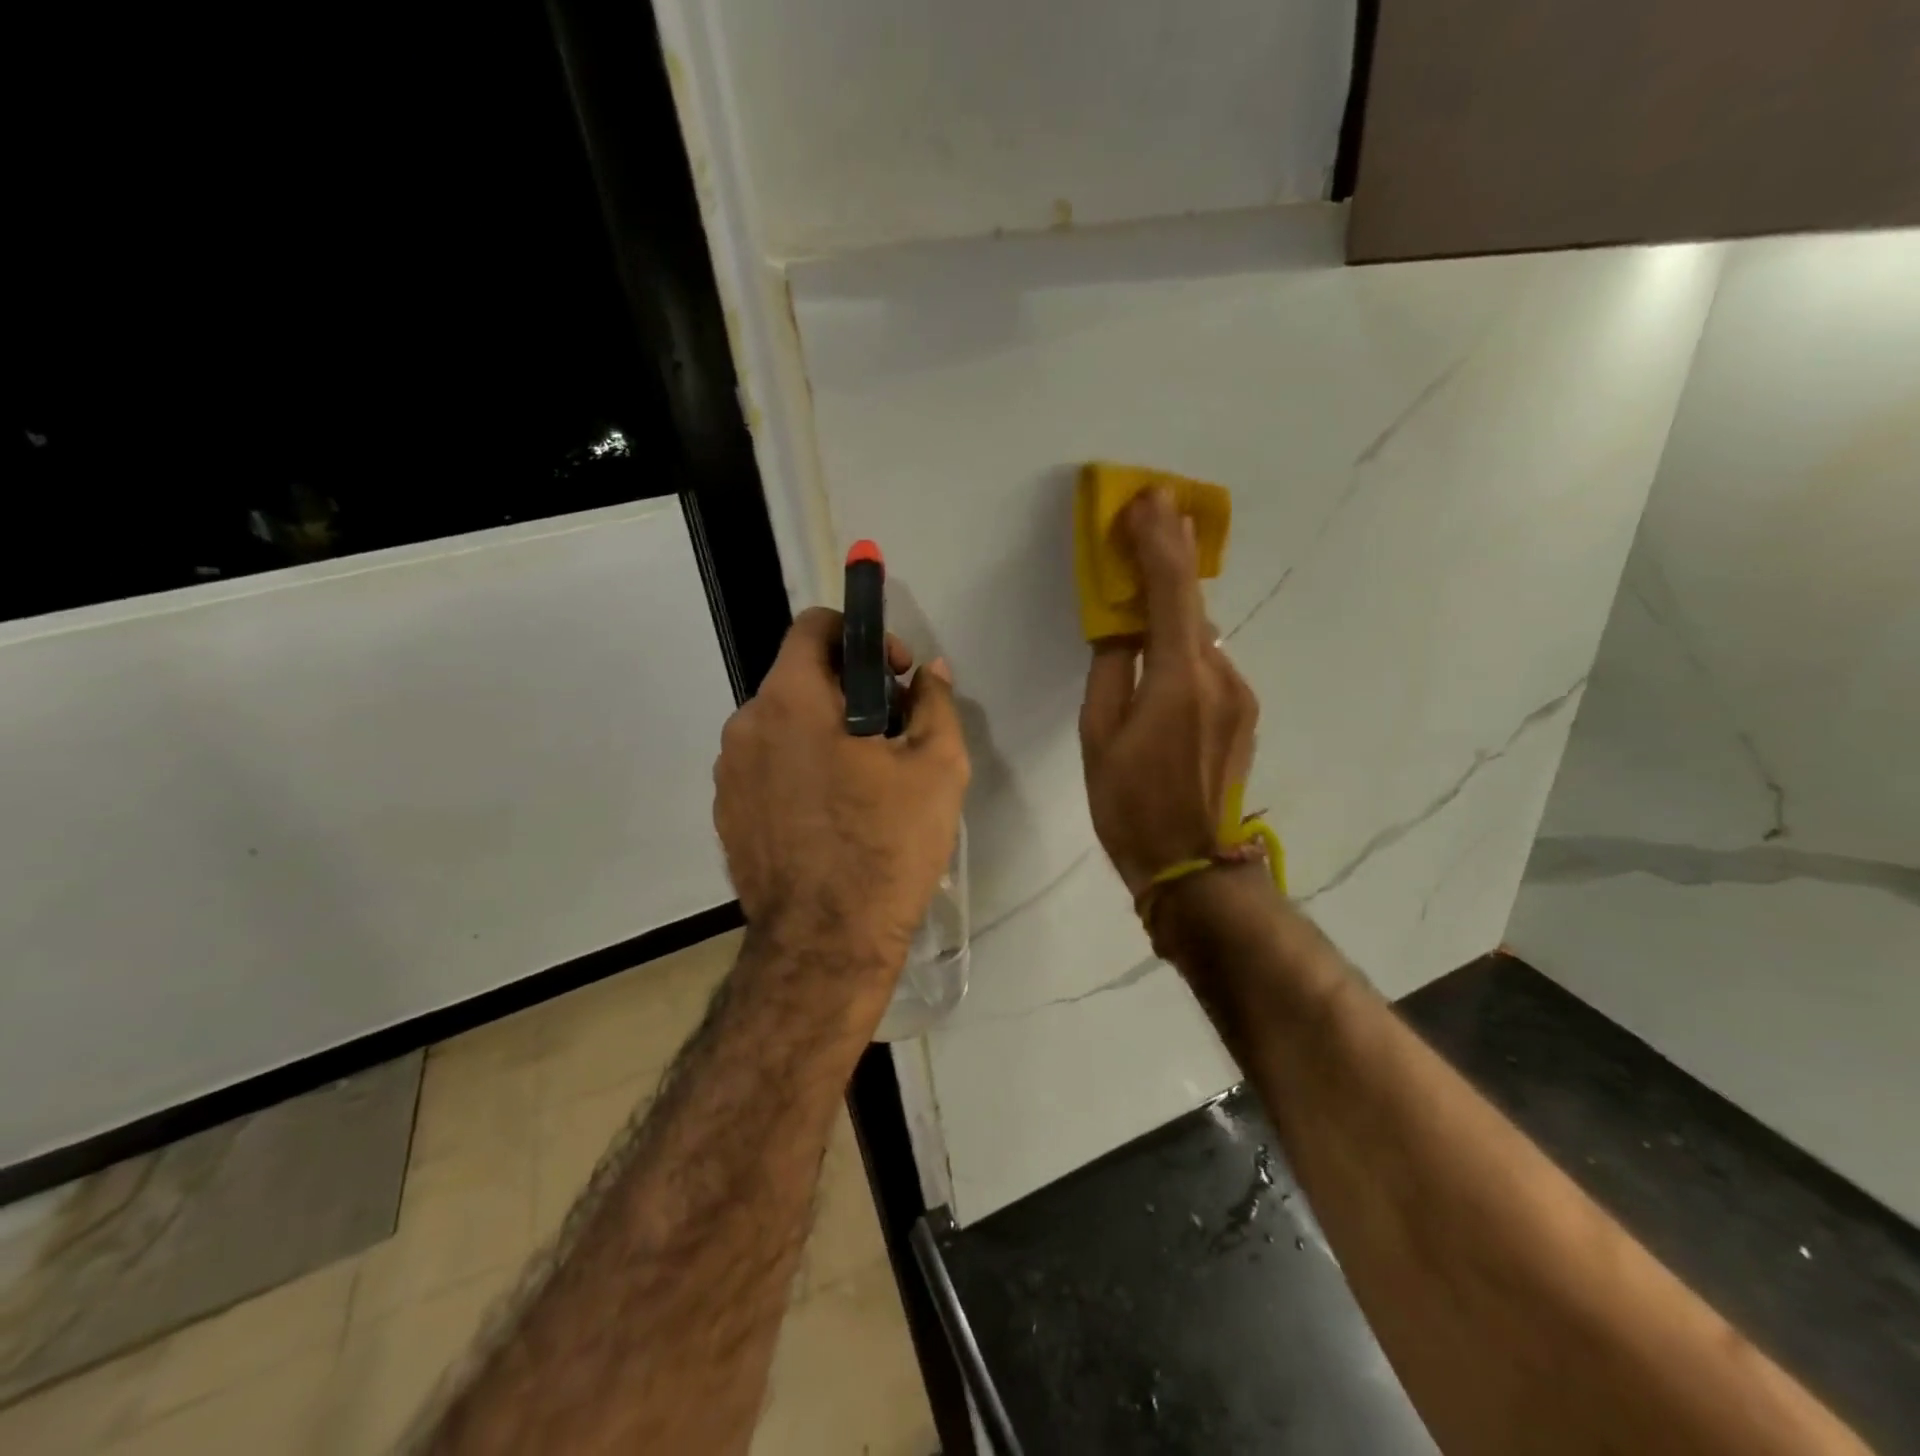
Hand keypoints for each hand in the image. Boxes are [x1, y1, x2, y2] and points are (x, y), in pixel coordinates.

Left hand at [713, 607, 969, 980]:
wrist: (825, 944)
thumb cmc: (886, 847)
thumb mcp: (936, 768)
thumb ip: (934, 703)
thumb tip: (930, 672)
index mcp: (790, 701)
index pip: (814, 626)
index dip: (862, 636)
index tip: (895, 675)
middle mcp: (746, 726)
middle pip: (799, 678)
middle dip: (849, 690)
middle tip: (892, 732)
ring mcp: (728, 773)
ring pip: (782, 724)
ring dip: (823, 730)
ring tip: (865, 778)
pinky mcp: (726, 812)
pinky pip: (766, 766)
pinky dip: (799, 768)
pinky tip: (833, 812)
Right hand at [1079, 489, 1259, 898]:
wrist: (1193, 867)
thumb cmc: (1130, 805)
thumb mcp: (1098, 737)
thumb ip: (1110, 671)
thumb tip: (1119, 629)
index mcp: (1178, 677)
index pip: (1169, 591)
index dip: (1157, 541)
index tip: (1145, 500)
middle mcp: (1220, 674)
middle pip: (1193, 601)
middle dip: (1172, 552)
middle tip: (1157, 509)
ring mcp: (1239, 693)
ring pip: (1201, 633)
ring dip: (1175, 601)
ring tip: (1152, 569)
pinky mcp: (1243, 712)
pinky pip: (1208, 661)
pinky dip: (1185, 639)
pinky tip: (1165, 643)